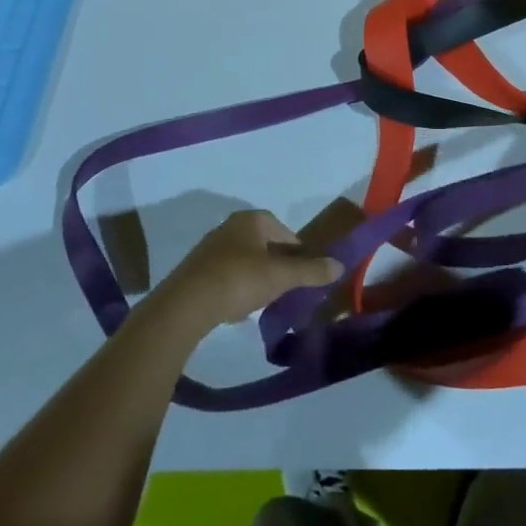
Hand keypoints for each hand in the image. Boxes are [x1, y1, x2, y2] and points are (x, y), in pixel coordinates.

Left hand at [154, 210, 342, 332]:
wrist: (186, 305)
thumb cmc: (238, 280)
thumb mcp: (281, 276)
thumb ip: (310, 271)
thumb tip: (339, 265)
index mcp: (250, 220)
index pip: (282, 229)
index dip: (296, 249)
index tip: (303, 270)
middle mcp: (229, 227)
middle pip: (262, 243)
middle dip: (276, 262)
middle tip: (287, 285)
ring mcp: (210, 249)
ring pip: (244, 259)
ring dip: (256, 275)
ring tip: (265, 299)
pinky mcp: (196, 271)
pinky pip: (226, 275)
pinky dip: (237, 287)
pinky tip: (239, 306)